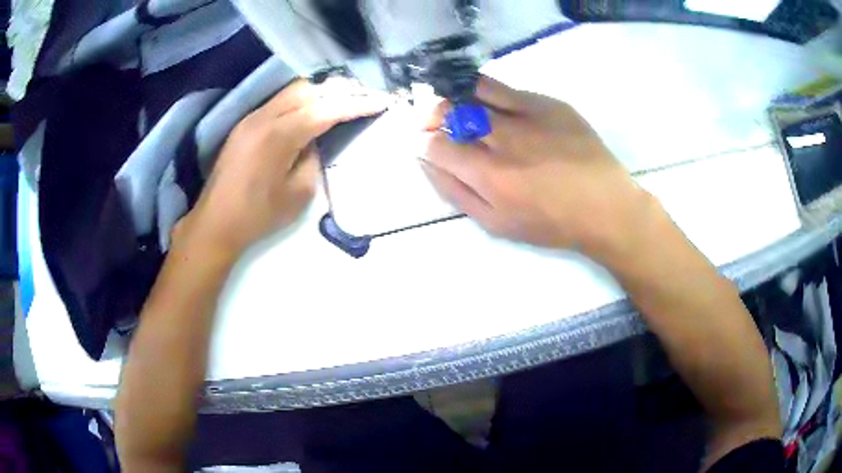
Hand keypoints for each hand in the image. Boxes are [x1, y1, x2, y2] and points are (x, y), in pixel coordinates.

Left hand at [175, 78, 389, 257]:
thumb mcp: (298, 194)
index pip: (326, 109)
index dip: (356, 104)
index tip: (381, 102)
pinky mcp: (245, 124)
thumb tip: (316, 140)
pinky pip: (280, 101)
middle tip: (365, 96)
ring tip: (343, 99)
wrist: (215, 222)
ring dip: (321, 91)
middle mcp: (265, 117)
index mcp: (280, 136)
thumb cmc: (257, 216)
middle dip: (340, 90)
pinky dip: (302, 100)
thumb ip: (313, 159)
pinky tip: (313, 108)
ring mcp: (252, 118)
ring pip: (293, 90)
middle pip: (309, 89)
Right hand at [423, 77, 654, 258]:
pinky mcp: (548, 104)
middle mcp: (504, 139)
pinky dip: (486, 92)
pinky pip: (505, 88)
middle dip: (432, 114)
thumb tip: (426, 162)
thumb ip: (456, 192)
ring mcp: (527, 115)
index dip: (421, 142)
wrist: (605, 206)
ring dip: (456, 96)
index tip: (425, 144)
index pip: (435, 145)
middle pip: (450, 111)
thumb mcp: (496, 224)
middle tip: (435, 121)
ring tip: (458, 107)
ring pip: (474, 91)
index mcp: (489, 176)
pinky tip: (491, 104)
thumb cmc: (550, 223)